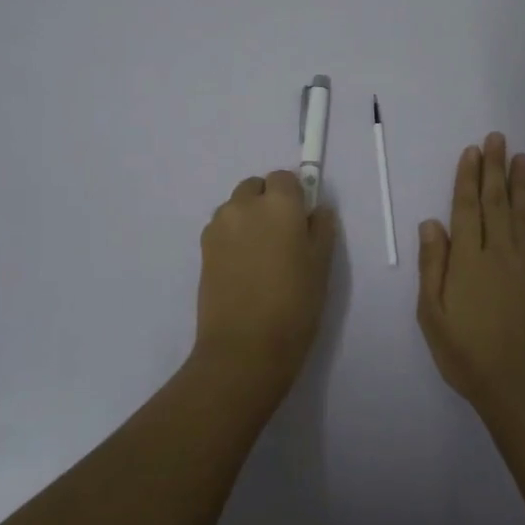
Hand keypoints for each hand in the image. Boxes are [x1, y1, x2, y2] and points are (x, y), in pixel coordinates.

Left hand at [193, 170, 337, 403]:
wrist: (245, 346)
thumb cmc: (294, 304)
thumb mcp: (321, 265)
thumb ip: (321, 228)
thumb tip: (316, 210)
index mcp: (279, 204)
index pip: (285, 178)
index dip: (294, 195)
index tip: (302, 220)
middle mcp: (244, 205)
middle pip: (256, 187)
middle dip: (268, 201)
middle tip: (282, 237)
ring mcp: (219, 225)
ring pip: (236, 207)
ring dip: (248, 218)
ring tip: (260, 256)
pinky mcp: (202, 248)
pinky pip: (222, 228)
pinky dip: (233, 236)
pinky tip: (243, 268)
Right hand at [416, 133, 524, 414]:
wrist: (521, 386)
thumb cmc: (467, 353)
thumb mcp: (432, 314)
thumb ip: (432, 266)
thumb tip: (431, 223)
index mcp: (468, 260)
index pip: (466, 208)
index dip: (467, 178)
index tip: (472, 151)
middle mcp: (500, 254)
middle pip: (496, 203)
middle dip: (495, 169)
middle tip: (497, 139)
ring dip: (522, 185)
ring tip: (521, 158)